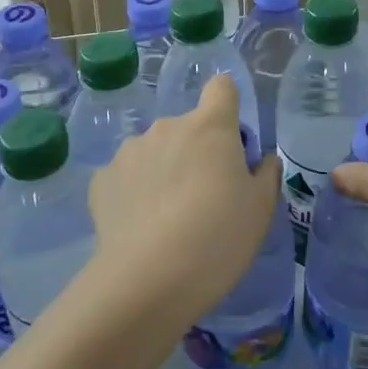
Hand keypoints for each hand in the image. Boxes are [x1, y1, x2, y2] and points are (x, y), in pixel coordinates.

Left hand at [86, 75, 279, 328]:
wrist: (149, 280)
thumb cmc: (218, 237)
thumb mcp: (261, 210)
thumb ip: (266, 174)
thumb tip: (261, 160)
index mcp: (210, 126)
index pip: (222, 88)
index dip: (228, 107)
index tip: (230, 141)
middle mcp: (167, 127)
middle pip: (187, 127)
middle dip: (196, 151)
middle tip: (203, 197)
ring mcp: (130, 151)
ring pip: (155, 151)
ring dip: (163, 170)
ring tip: (167, 217)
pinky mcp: (102, 179)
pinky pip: (126, 177)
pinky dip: (134, 193)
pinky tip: (140, 227)